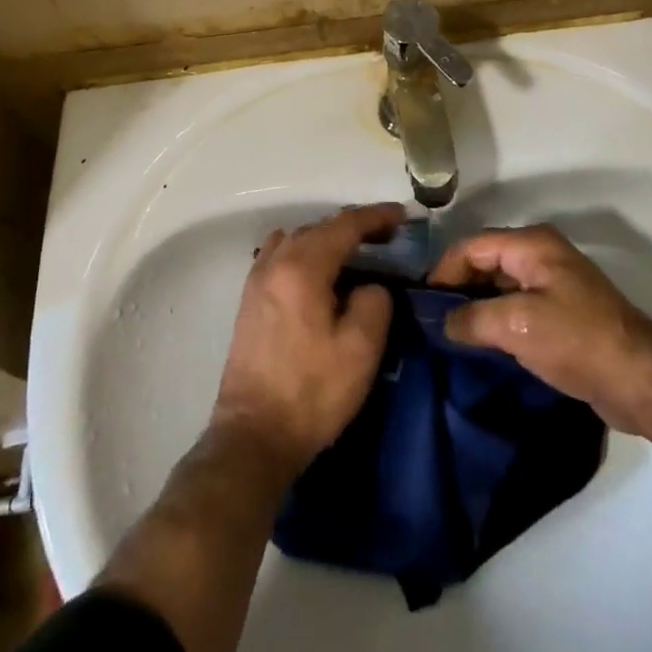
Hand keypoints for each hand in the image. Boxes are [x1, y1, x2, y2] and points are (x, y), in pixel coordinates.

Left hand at [211, 203, 404, 479]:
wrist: (254, 436)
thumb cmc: (312, 392)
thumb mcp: (361, 349)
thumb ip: (375, 302)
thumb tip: (370, 286)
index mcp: (303, 267)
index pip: (344, 225)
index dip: (376, 217)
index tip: (402, 215)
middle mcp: (276, 262)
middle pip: (319, 227)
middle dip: (353, 226)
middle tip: (386, 236)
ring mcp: (257, 278)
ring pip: (298, 239)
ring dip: (327, 238)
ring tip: (354, 253)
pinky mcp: (249, 299)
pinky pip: (280, 255)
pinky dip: (305, 252)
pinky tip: (317, 272)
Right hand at [431, 224, 651, 433]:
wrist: (642, 380)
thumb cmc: (577, 341)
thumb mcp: (518, 326)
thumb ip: (473, 319)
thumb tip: (443, 322)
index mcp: (532, 245)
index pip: (473, 246)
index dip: (445, 270)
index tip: (422, 302)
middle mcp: (541, 255)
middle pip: (486, 262)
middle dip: (459, 287)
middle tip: (431, 320)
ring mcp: (553, 284)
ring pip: (500, 286)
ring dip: (477, 306)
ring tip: (449, 334)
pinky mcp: (561, 313)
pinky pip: (517, 307)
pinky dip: (496, 320)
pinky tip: (481, 344)